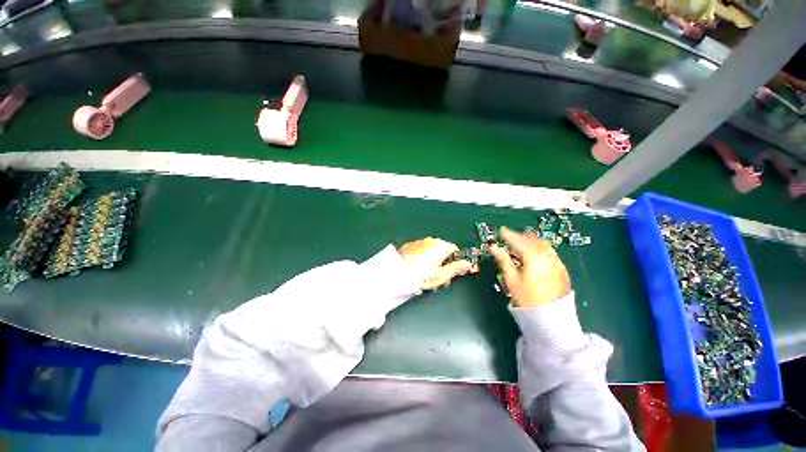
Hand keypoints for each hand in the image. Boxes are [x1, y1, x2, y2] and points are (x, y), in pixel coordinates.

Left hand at [399, 237, 476, 290]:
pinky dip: (421, 259)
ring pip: (431, 252)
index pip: (455, 250)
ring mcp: (419, 242)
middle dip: (443, 264)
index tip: (454, 272)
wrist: (397, 274)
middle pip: (442, 251)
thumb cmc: (421, 275)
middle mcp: (430, 241)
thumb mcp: (442, 275)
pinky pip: (420, 252)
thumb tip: (468, 264)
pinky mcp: (409, 247)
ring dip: (432, 262)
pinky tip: (417, 271)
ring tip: (427, 277)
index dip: (456, 262)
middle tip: (440, 279)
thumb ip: (457, 268)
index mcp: (441, 246)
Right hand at [490, 227, 570, 307]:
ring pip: (543, 245)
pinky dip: (541, 248)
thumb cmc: (527, 299)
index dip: (509, 235)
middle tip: (510, 236)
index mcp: (534, 258)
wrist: (550, 316)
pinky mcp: (561, 269)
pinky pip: (550, 252)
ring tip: (522, 242)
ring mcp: (557, 263)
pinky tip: (535, 252)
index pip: (519, 241)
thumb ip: (503, 260)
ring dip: (531, 241)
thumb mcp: (512, 279)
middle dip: (520, 236)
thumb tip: (494, 248)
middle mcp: (548, 257)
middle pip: (532, 240)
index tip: (502, 231)